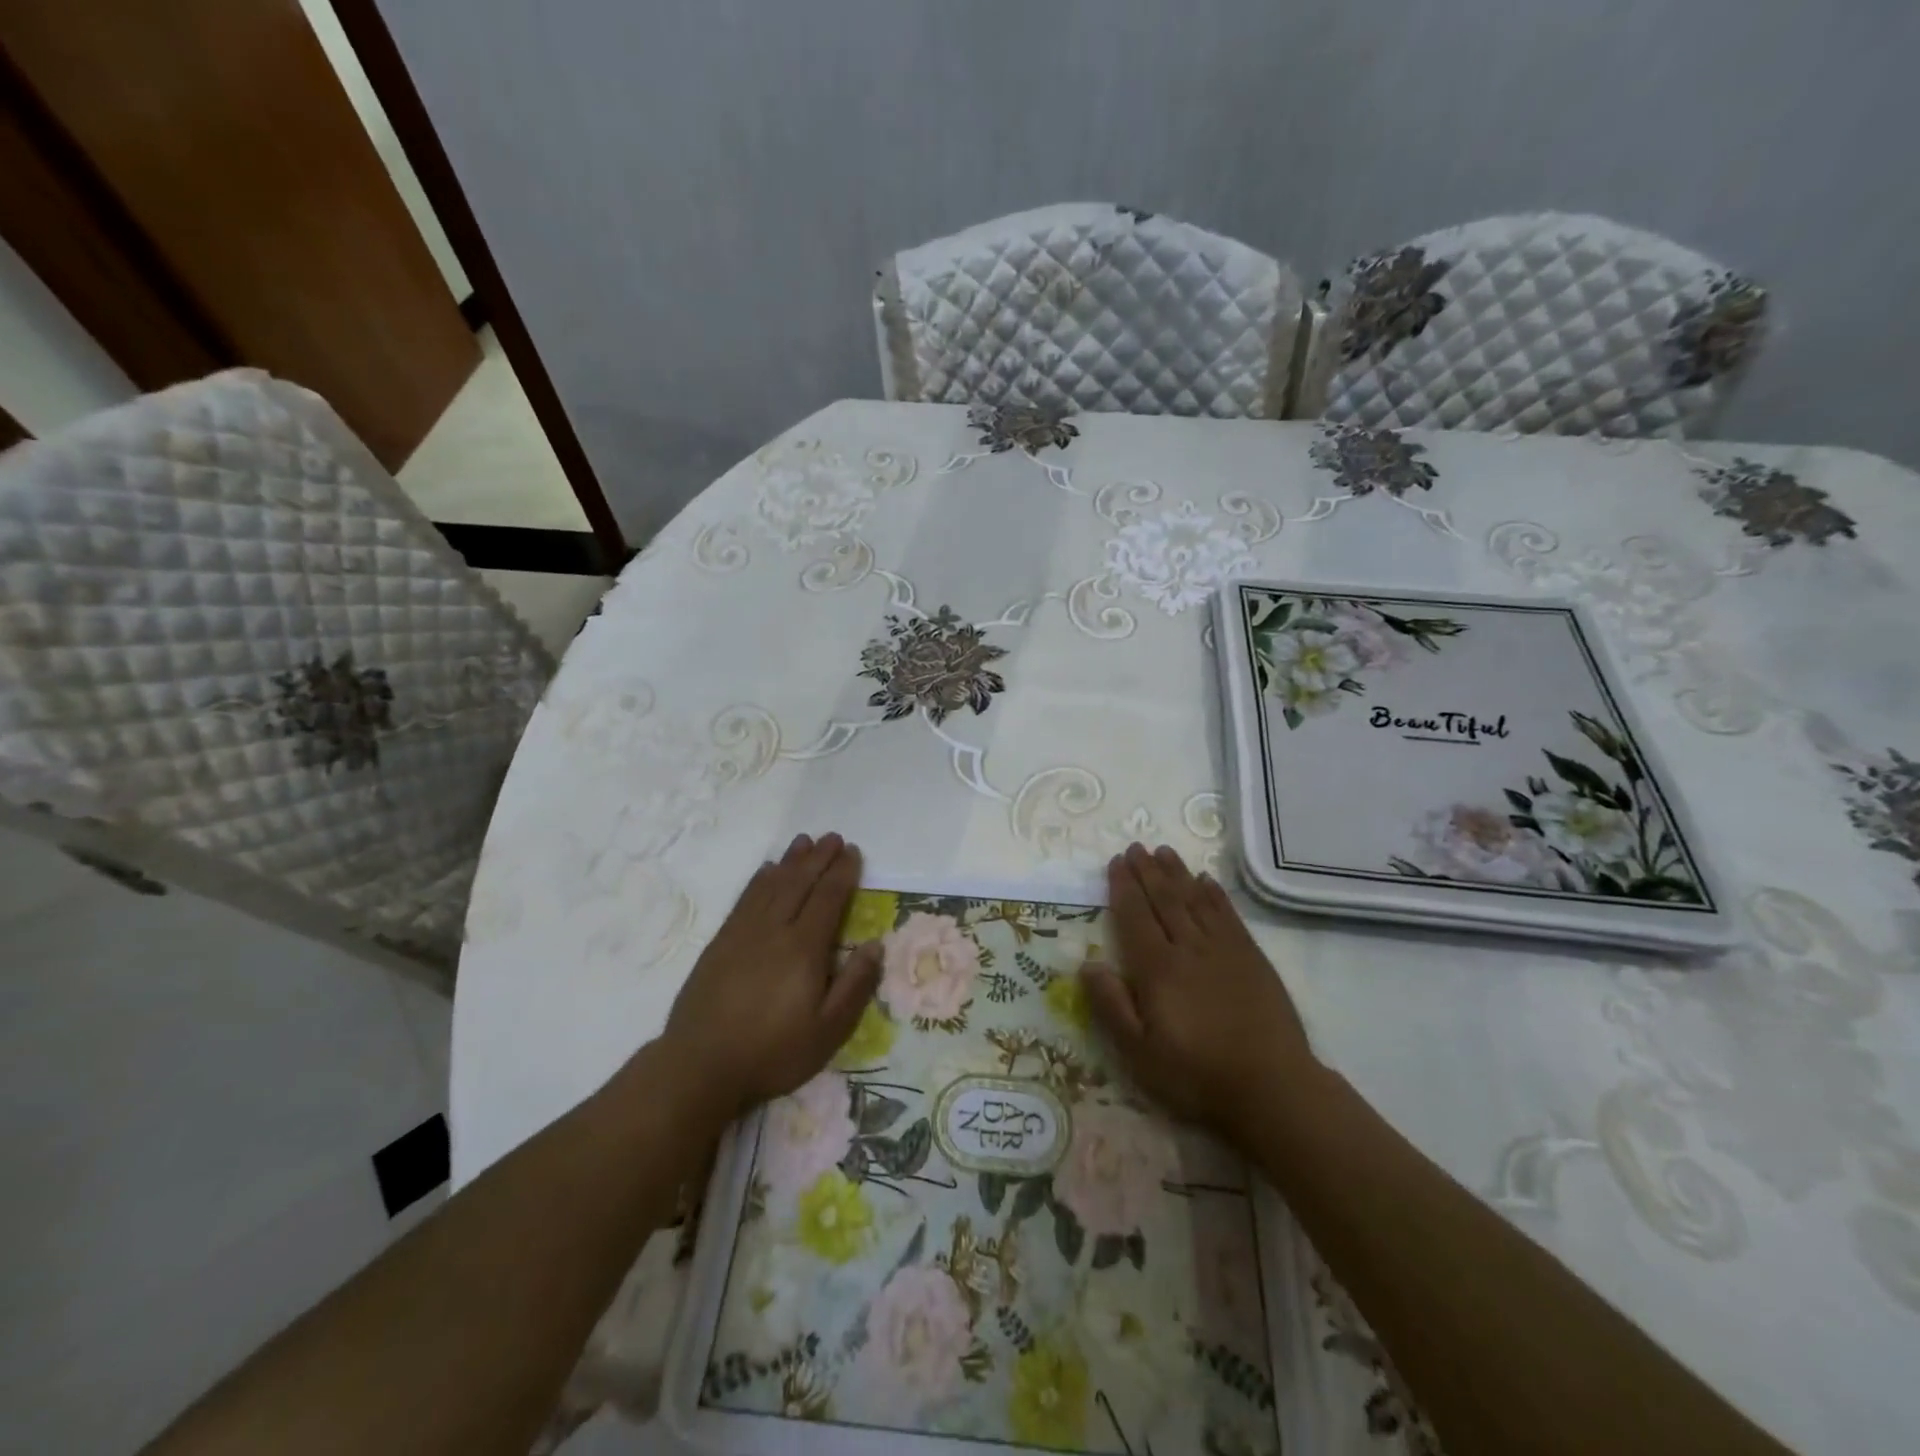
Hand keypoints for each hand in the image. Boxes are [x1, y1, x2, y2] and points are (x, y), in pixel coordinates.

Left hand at [660, 833, 881, 1124]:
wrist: (700, 1066)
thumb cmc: (772, 1052)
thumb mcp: (827, 1031)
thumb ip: (854, 985)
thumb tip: (875, 945)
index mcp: (804, 949)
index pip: (828, 899)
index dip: (842, 873)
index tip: (852, 852)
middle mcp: (774, 930)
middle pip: (800, 883)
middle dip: (819, 858)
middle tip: (833, 837)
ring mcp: (743, 933)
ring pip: (772, 885)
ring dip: (790, 861)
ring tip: (804, 841)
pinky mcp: (720, 943)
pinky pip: (745, 899)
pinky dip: (759, 880)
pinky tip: (766, 870)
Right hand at [1081, 844, 1319, 1139]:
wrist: (1272, 1087)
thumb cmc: (1196, 1074)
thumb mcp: (1139, 1052)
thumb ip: (1111, 1005)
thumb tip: (1087, 963)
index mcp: (1157, 968)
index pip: (1135, 916)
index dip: (1123, 887)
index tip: (1115, 862)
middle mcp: (1189, 948)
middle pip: (1164, 899)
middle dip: (1147, 871)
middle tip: (1135, 846)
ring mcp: (1224, 949)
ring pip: (1195, 899)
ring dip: (1178, 873)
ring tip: (1164, 852)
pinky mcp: (1251, 958)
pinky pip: (1228, 915)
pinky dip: (1215, 894)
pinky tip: (1206, 880)